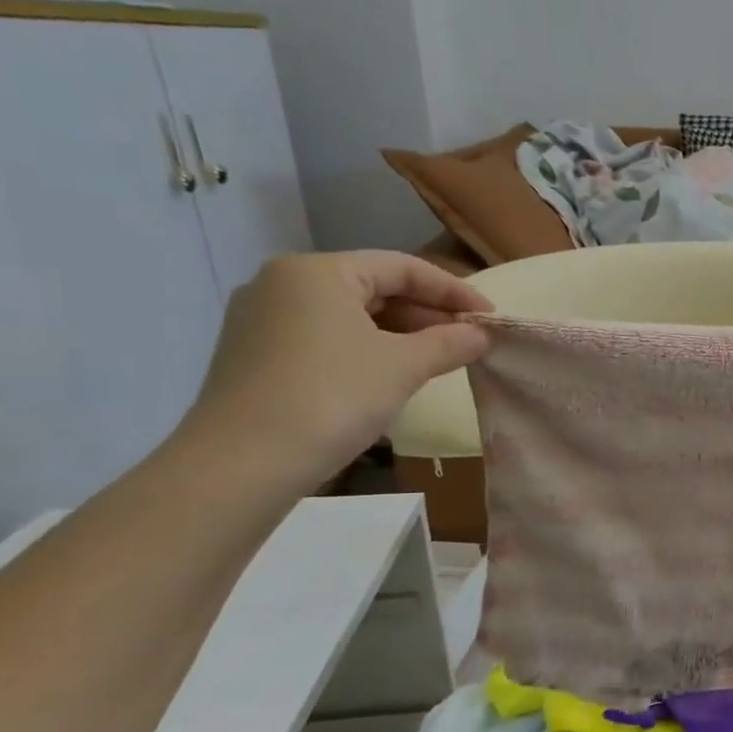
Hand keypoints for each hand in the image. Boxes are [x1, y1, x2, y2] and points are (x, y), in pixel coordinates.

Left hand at [179, 251, 492, 489]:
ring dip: (400, 334)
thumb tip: (480, 335)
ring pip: (349, 315)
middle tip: (467, 341)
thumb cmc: (333, 397)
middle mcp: (283, 284)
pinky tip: (391, 376)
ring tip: (438, 360)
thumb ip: (449, 343)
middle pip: (373, 287)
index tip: (489, 317)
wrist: (243, 463)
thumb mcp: (404, 366)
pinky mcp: (255, 355)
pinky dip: (366, 349)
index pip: (402, 267)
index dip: (454, 291)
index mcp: (318, 272)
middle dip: (426, 314)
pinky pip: (325, 338)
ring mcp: (262, 320)